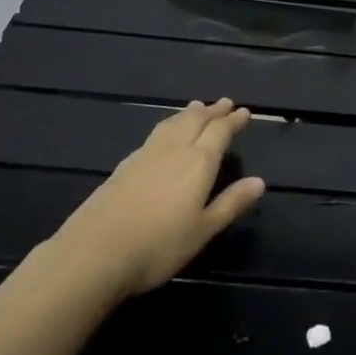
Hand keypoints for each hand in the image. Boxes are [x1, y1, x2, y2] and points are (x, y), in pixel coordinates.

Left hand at [52, 98, 266, 299]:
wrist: (95, 251)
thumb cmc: (158, 245)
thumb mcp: (202, 230)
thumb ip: (231, 203)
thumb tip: (260, 181)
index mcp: (198, 161)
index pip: (220, 131)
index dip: (233, 121)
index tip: (244, 112)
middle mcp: (175, 148)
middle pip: (197, 120)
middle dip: (213, 111)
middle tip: (224, 103)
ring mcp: (148, 153)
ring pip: (174, 122)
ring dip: (190, 113)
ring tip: (197, 107)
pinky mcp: (126, 164)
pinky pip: (157, 132)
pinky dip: (170, 124)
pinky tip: (165, 133)